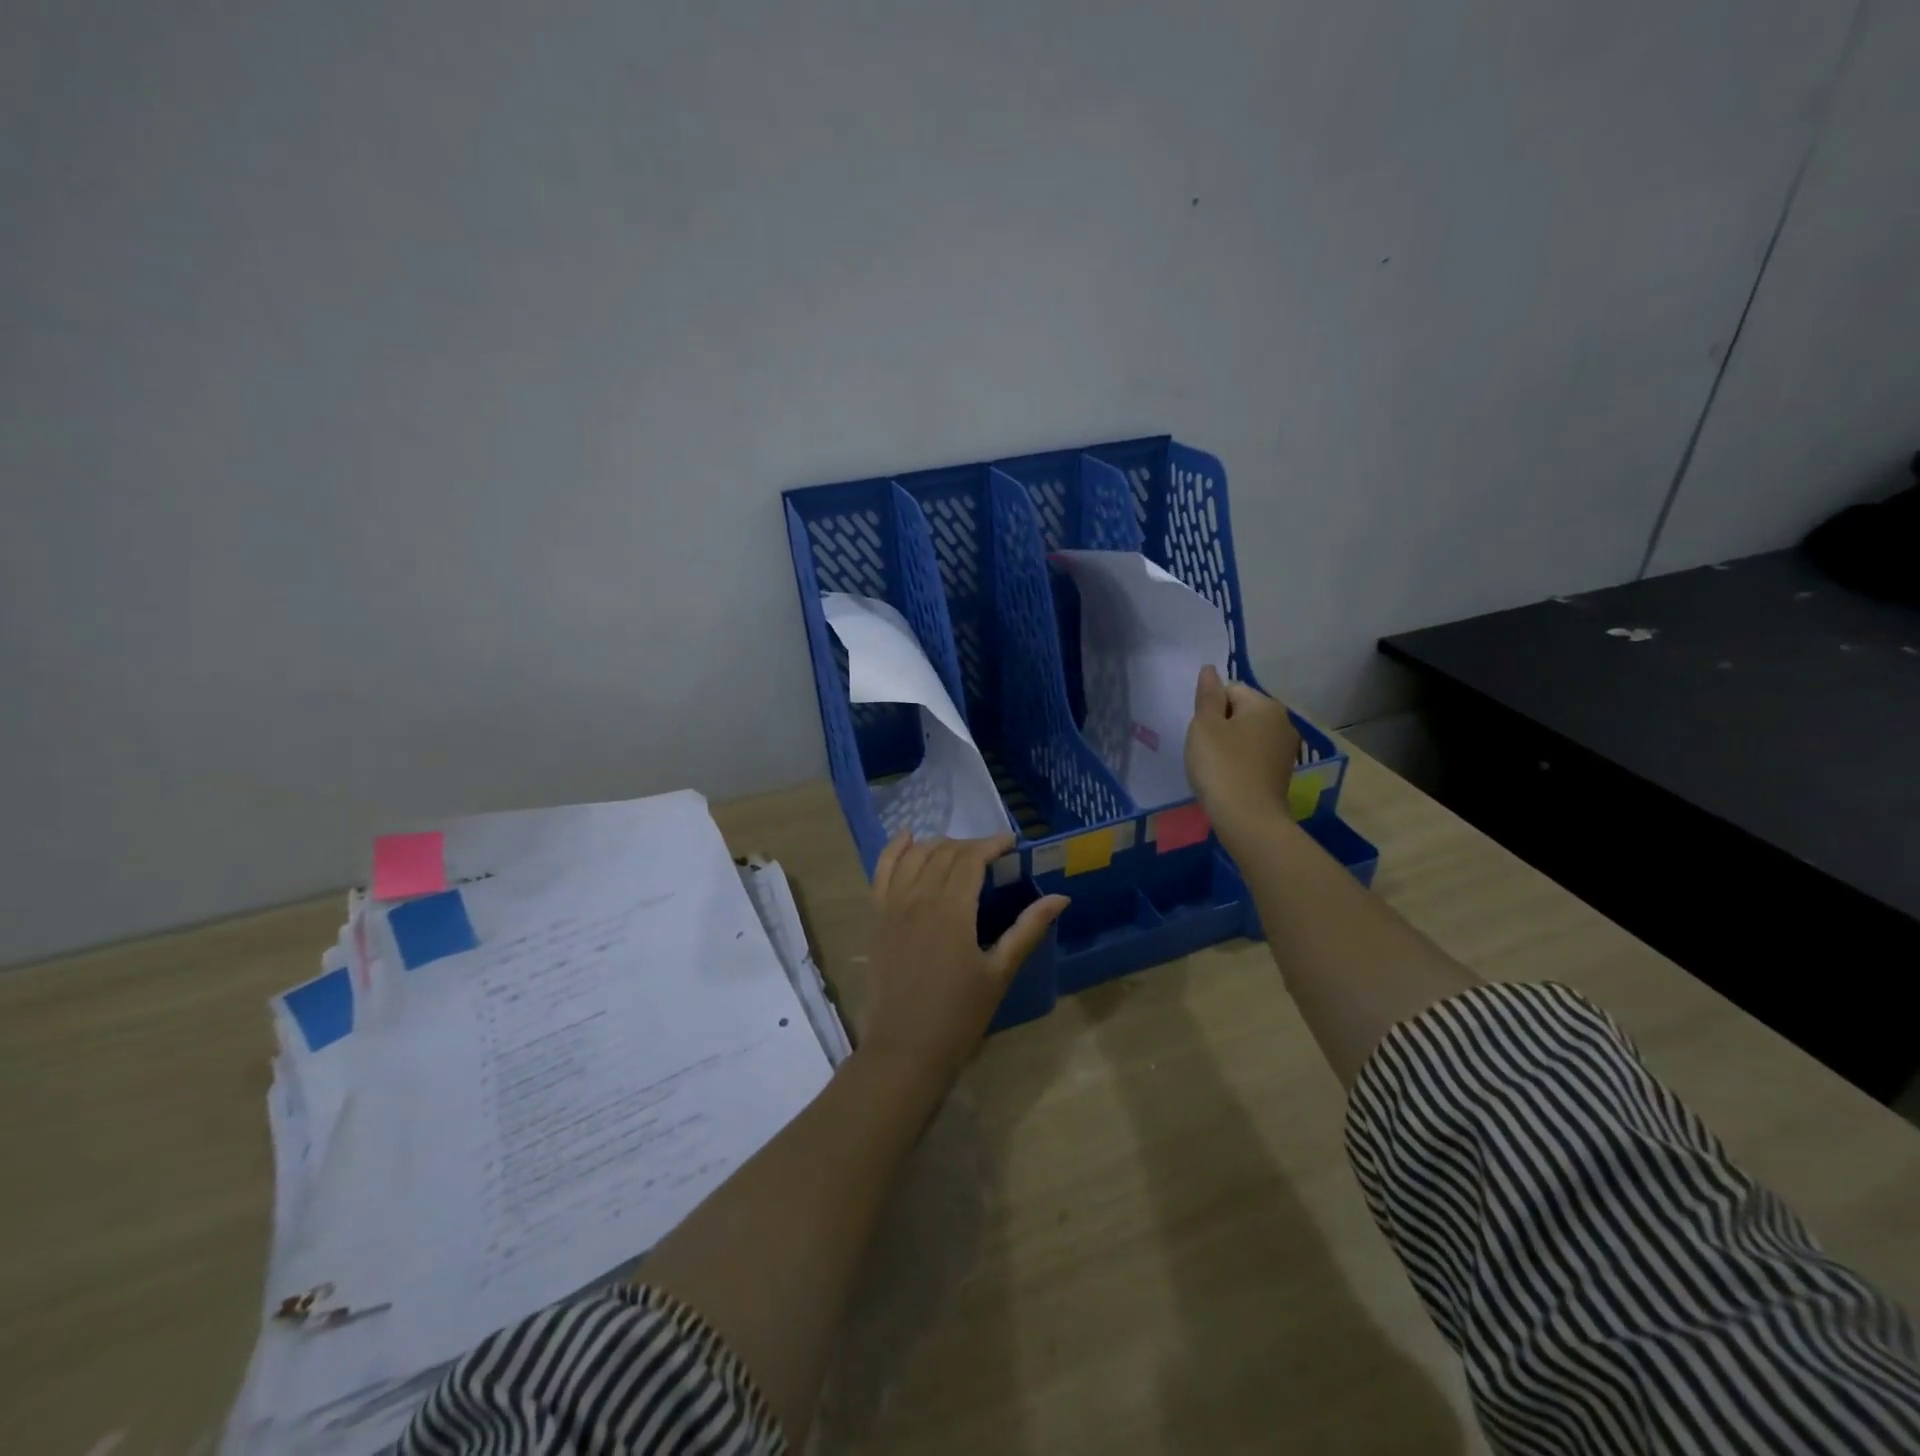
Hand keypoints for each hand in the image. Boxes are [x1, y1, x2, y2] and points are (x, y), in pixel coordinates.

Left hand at [862, 832, 1067, 1086]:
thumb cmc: (959, 1015)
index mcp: (953, 908)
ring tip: (958, 850)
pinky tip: (906, 837)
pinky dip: (894, 849)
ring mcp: (892, 904)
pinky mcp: (876, 917)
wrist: (905, 1049)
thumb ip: (1028, 929)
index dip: (992, 844)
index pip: (972, 858)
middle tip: (991, 855)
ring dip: (938, 844)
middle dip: (971, 846)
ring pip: (915, 855)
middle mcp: (919, 896)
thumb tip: (1061, 897)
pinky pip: (881, 870)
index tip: (1011, 842)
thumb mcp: (999, 972)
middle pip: (945, 852)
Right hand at [1185, 664, 1299, 839]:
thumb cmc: (1221, 766)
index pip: (1230, 690)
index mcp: (1265, 704)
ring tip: (1216, 767)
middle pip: (1241, 711)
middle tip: (1206, 750)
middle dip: (1221, 725)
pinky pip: (1255, 755)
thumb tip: (1210, 669)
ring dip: (1230, 745)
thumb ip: (1207, 695)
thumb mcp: (1204, 726)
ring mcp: (1286, 748)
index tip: (1202, 733)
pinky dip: (1240, 762)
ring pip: (1248, 734)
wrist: (1248, 818)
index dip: (1210, 708)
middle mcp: (1283, 721)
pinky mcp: (1282, 772)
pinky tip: (1229, 779)